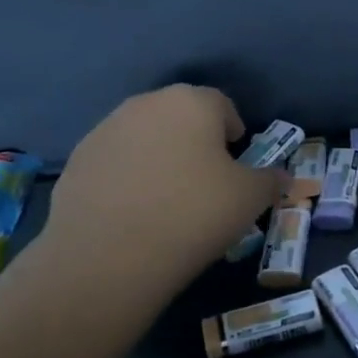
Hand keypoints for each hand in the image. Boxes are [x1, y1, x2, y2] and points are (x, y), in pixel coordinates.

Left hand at [41, 85, 283, 303]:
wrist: (109, 255)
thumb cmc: (194, 214)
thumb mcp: (250, 199)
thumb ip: (270, 181)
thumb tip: (281, 177)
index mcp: (191, 102)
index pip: (221, 104)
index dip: (233, 132)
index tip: (236, 163)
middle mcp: (145, 104)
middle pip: (179, 116)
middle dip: (194, 141)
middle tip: (204, 182)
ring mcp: (105, 130)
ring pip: (144, 137)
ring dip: (158, 157)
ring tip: (166, 200)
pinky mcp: (77, 161)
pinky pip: (115, 162)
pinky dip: (127, 178)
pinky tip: (133, 213)